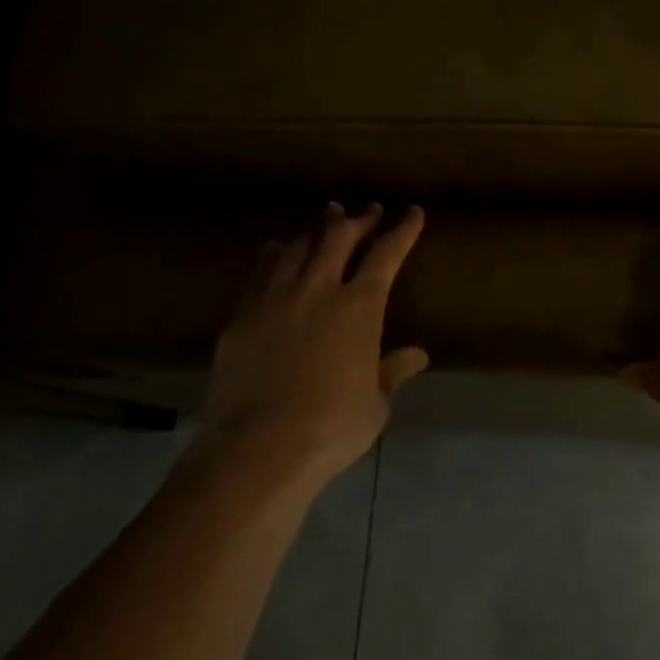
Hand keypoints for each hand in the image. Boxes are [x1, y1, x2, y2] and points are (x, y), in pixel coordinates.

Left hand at [201, 202, 428, 483]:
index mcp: (360, 307)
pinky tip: (278, 248)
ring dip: (318, 229)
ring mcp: (275, 299)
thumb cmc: (331, 427)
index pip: (386, 254)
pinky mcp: (242, 316)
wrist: (257, 448)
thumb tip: (417, 355)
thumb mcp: (376, 403)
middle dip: (359, 219)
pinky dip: (276, 253)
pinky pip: (261, 270)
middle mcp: (318, 290)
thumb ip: (392, 371)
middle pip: (339, 237)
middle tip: (370, 211)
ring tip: (328, 219)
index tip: (412, 212)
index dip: (402, 230)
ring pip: (299, 247)